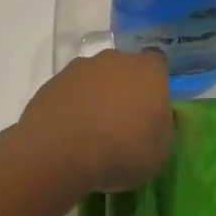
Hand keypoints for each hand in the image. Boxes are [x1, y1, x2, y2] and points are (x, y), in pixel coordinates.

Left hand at [18, 50, 173, 195]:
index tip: (151, 106)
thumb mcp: (160, 152)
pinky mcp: (51, 83)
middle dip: (124, 87)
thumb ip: (163, 127)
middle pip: (123, 67)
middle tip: (122, 120)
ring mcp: (79, 69)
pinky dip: (71, 105)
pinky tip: (69, 132)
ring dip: (95, 95)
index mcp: (147, 71)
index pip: (157, 63)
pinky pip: (69, 91)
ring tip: (91, 129)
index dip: (154, 82)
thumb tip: (158, 117)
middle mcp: (114, 60)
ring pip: (94, 78)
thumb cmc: (121, 152)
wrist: (59, 155)